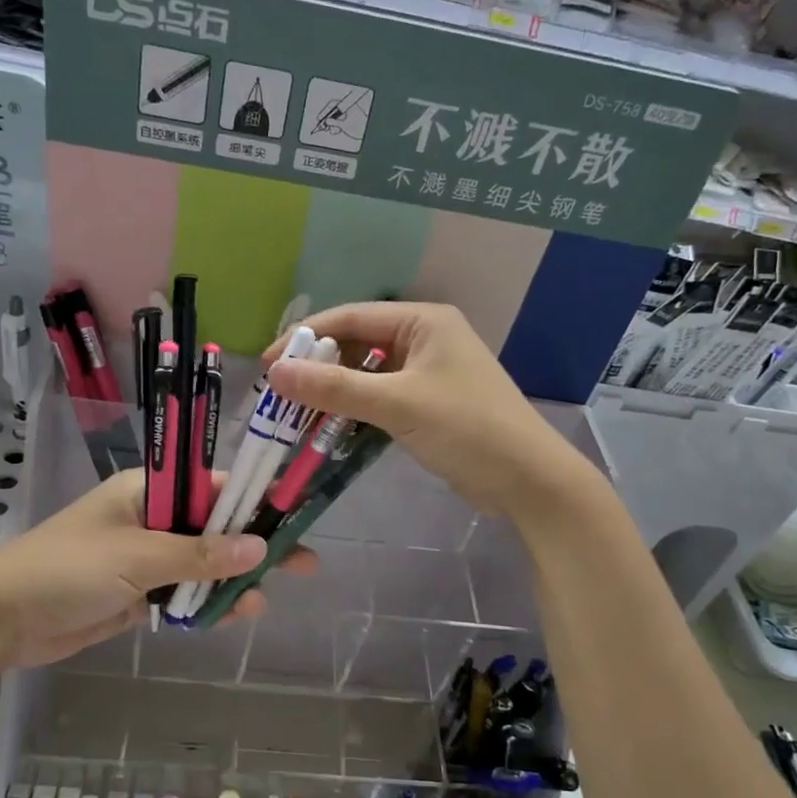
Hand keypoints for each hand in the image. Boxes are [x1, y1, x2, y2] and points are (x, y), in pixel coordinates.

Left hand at [0, 469, 306, 667]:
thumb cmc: (65, 570)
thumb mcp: (136, 557)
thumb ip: (199, 555)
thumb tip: (258, 547)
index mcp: (148, 491)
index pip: (213, 486)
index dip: (254, 501)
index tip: (293, 515)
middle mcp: (151, 519)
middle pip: (214, 528)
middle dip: (254, 546)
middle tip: (304, 561)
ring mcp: (144, 558)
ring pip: (202, 565)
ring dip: (231, 582)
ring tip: (263, 601)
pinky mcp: (137, 594)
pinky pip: (182, 594)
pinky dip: (205, 604)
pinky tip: (234, 615)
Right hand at [264, 302, 593, 520]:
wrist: (528, 479)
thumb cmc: (467, 429)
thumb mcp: (398, 404)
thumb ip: (336, 388)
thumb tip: (276, 373)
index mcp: (422, 321)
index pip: (350, 318)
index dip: (305, 338)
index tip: (268, 366)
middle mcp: (424, 338)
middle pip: (356, 345)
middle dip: (318, 368)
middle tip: (279, 395)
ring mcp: (428, 372)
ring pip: (367, 374)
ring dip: (334, 392)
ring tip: (296, 414)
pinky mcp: (429, 403)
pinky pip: (380, 398)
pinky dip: (355, 411)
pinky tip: (329, 428)